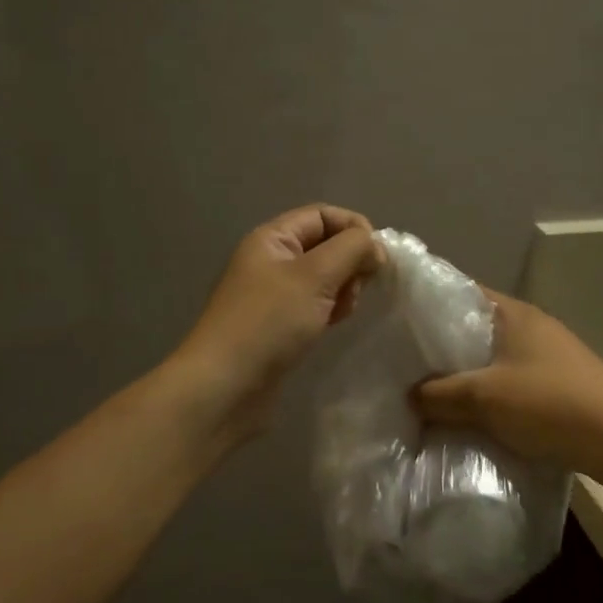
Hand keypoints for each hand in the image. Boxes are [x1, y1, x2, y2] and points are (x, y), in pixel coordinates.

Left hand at [169, 204, 385, 442]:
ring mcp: (273, 295)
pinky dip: (330, 309)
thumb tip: (375, 247)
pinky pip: (314, 304)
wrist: (225, 387)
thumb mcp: (314, 275)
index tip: (377, 257)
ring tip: (344, 311)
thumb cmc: (269, 323)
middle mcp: (271, 261)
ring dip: (343, 288)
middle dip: (350, 261)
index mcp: (272, 239)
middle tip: (357, 289)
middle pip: (324, 245)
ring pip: (323, 277)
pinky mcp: (278, 325)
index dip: (353, 227)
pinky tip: (333, 325)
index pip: (322, 215)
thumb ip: (351, 250)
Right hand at [413, 291, 602, 467]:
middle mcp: (531, 326)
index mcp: (512, 313)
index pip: (460, 291)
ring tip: (430, 393)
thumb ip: (439, 395)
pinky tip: (471, 415)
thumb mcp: (483, 398)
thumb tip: (409, 396)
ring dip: (466, 374)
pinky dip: (488, 394)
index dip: (427, 303)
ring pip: (492, 358)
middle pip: (474, 327)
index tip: (396, 320)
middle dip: (441, 346)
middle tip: (404, 363)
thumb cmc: (549, 403)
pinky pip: (510, 381)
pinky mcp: (558, 384)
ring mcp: (548, 355)